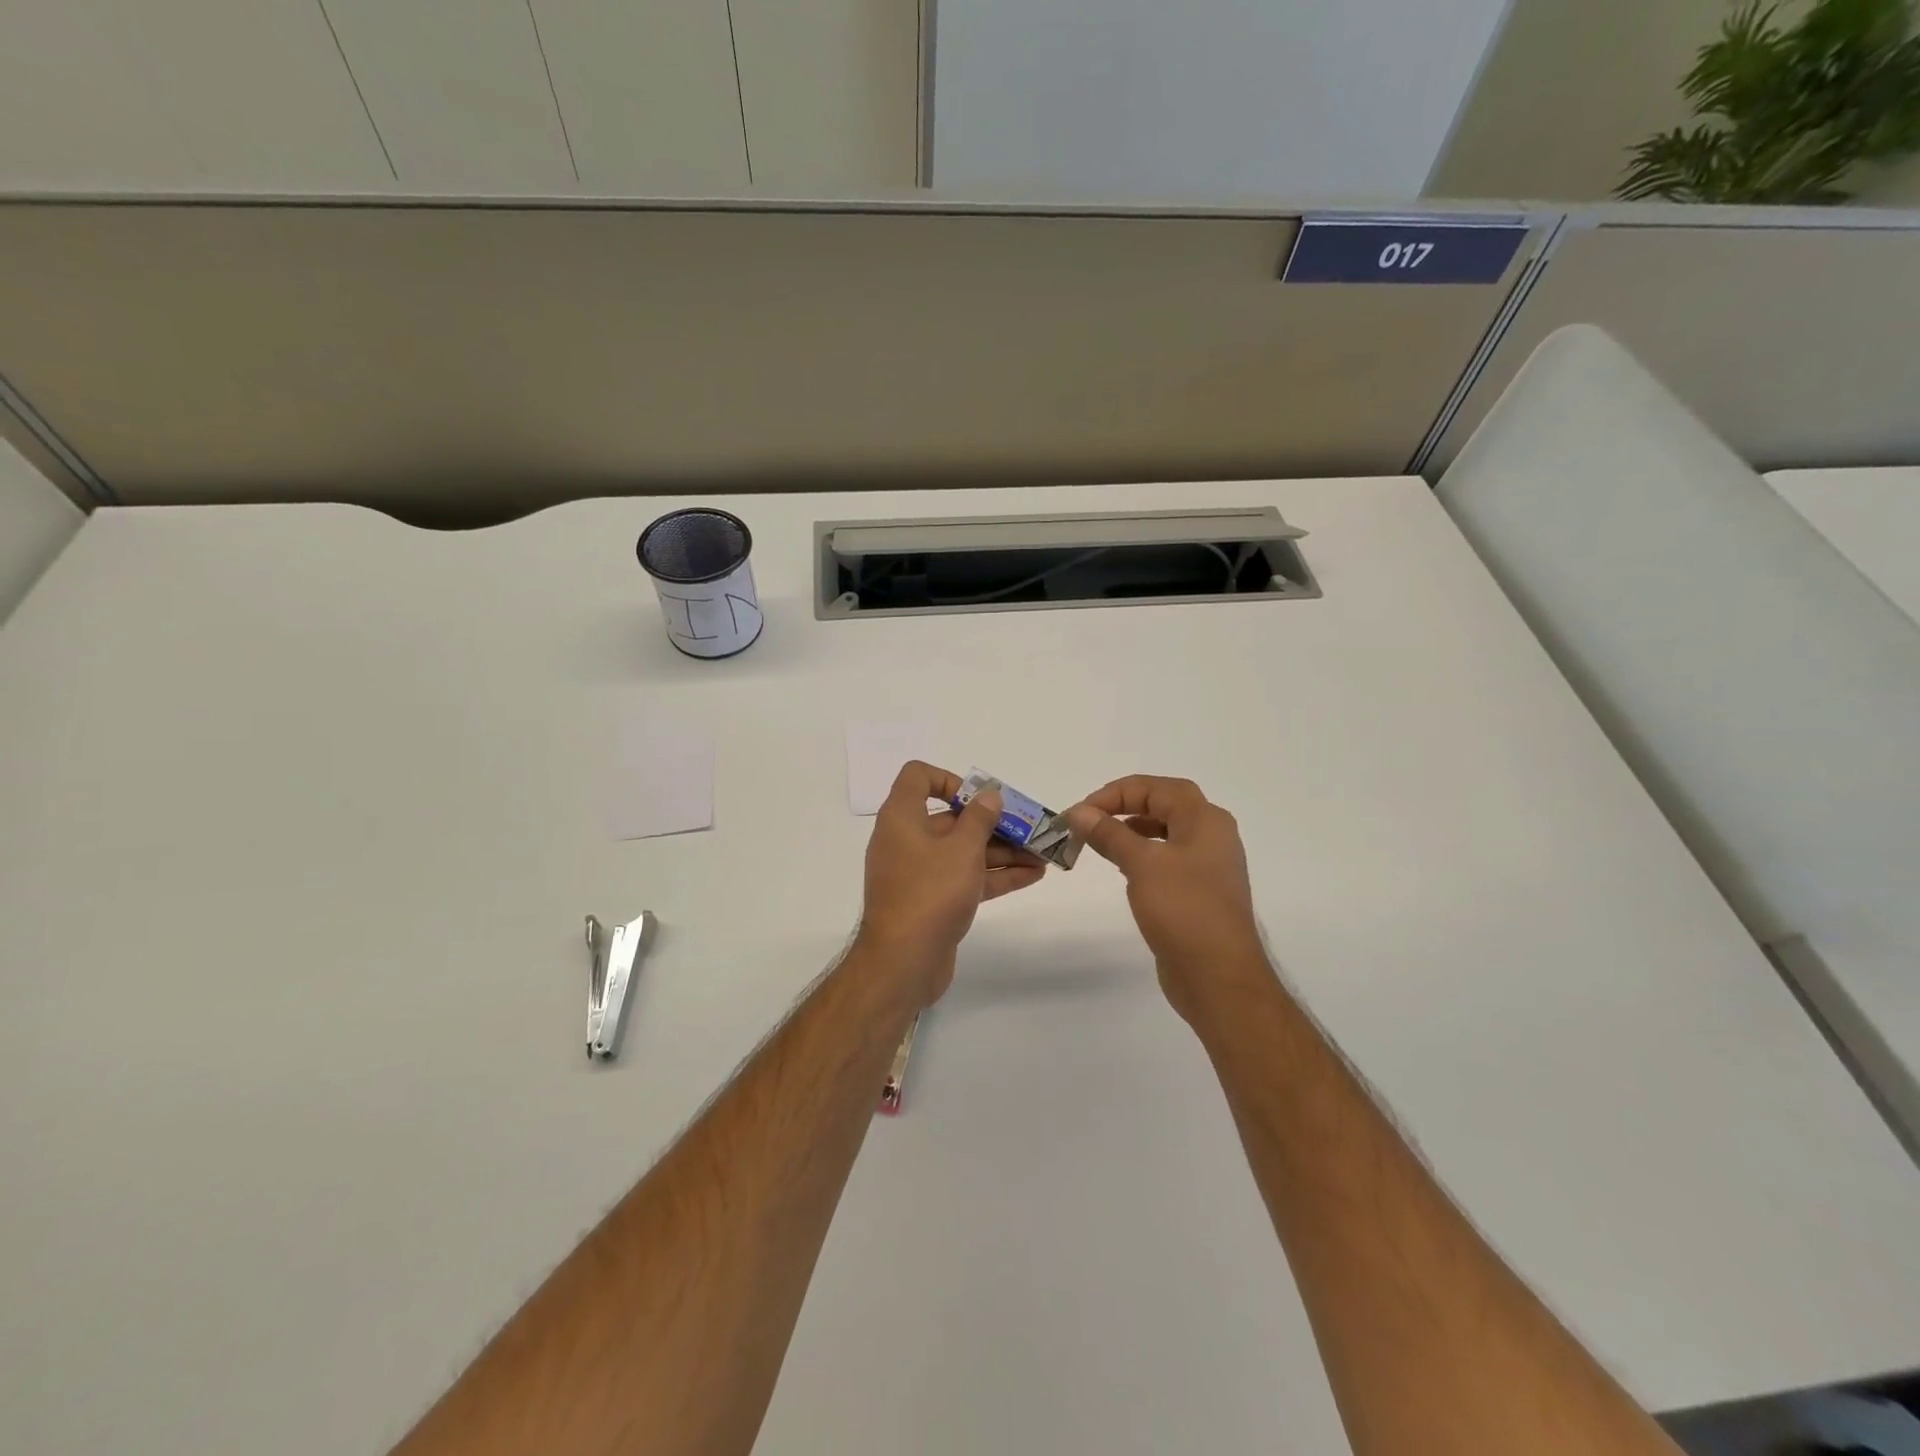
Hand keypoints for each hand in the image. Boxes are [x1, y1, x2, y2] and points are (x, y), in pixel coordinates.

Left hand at [858, 762, 1046, 1003]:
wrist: (902, 963)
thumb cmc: (930, 893)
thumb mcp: (962, 849)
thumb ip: (980, 818)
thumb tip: (989, 795)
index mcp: (902, 818)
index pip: (918, 777)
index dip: (950, 779)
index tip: (980, 797)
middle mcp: (906, 840)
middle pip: (951, 819)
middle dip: (992, 822)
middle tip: (1030, 828)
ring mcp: (918, 874)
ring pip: (962, 852)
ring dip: (1002, 851)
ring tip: (1042, 853)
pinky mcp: (931, 902)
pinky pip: (964, 878)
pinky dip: (994, 875)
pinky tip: (1032, 875)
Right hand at [1064, 776, 1271, 1024]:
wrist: (1219, 976)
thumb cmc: (1183, 910)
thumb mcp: (1142, 864)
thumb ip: (1109, 833)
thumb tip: (1079, 812)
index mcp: (1205, 820)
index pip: (1157, 788)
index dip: (1116, 792)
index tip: (1082, 811)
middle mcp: (1212, 836)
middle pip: (1165, 805)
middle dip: (1125, 805)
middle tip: (1091, 818)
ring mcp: (1208, 866)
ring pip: (1166, 832)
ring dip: (1132, 830)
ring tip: (1100, 840)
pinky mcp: (1199, 892)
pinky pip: (1168, 859)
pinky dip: (1143, 854)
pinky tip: (1122, 868)